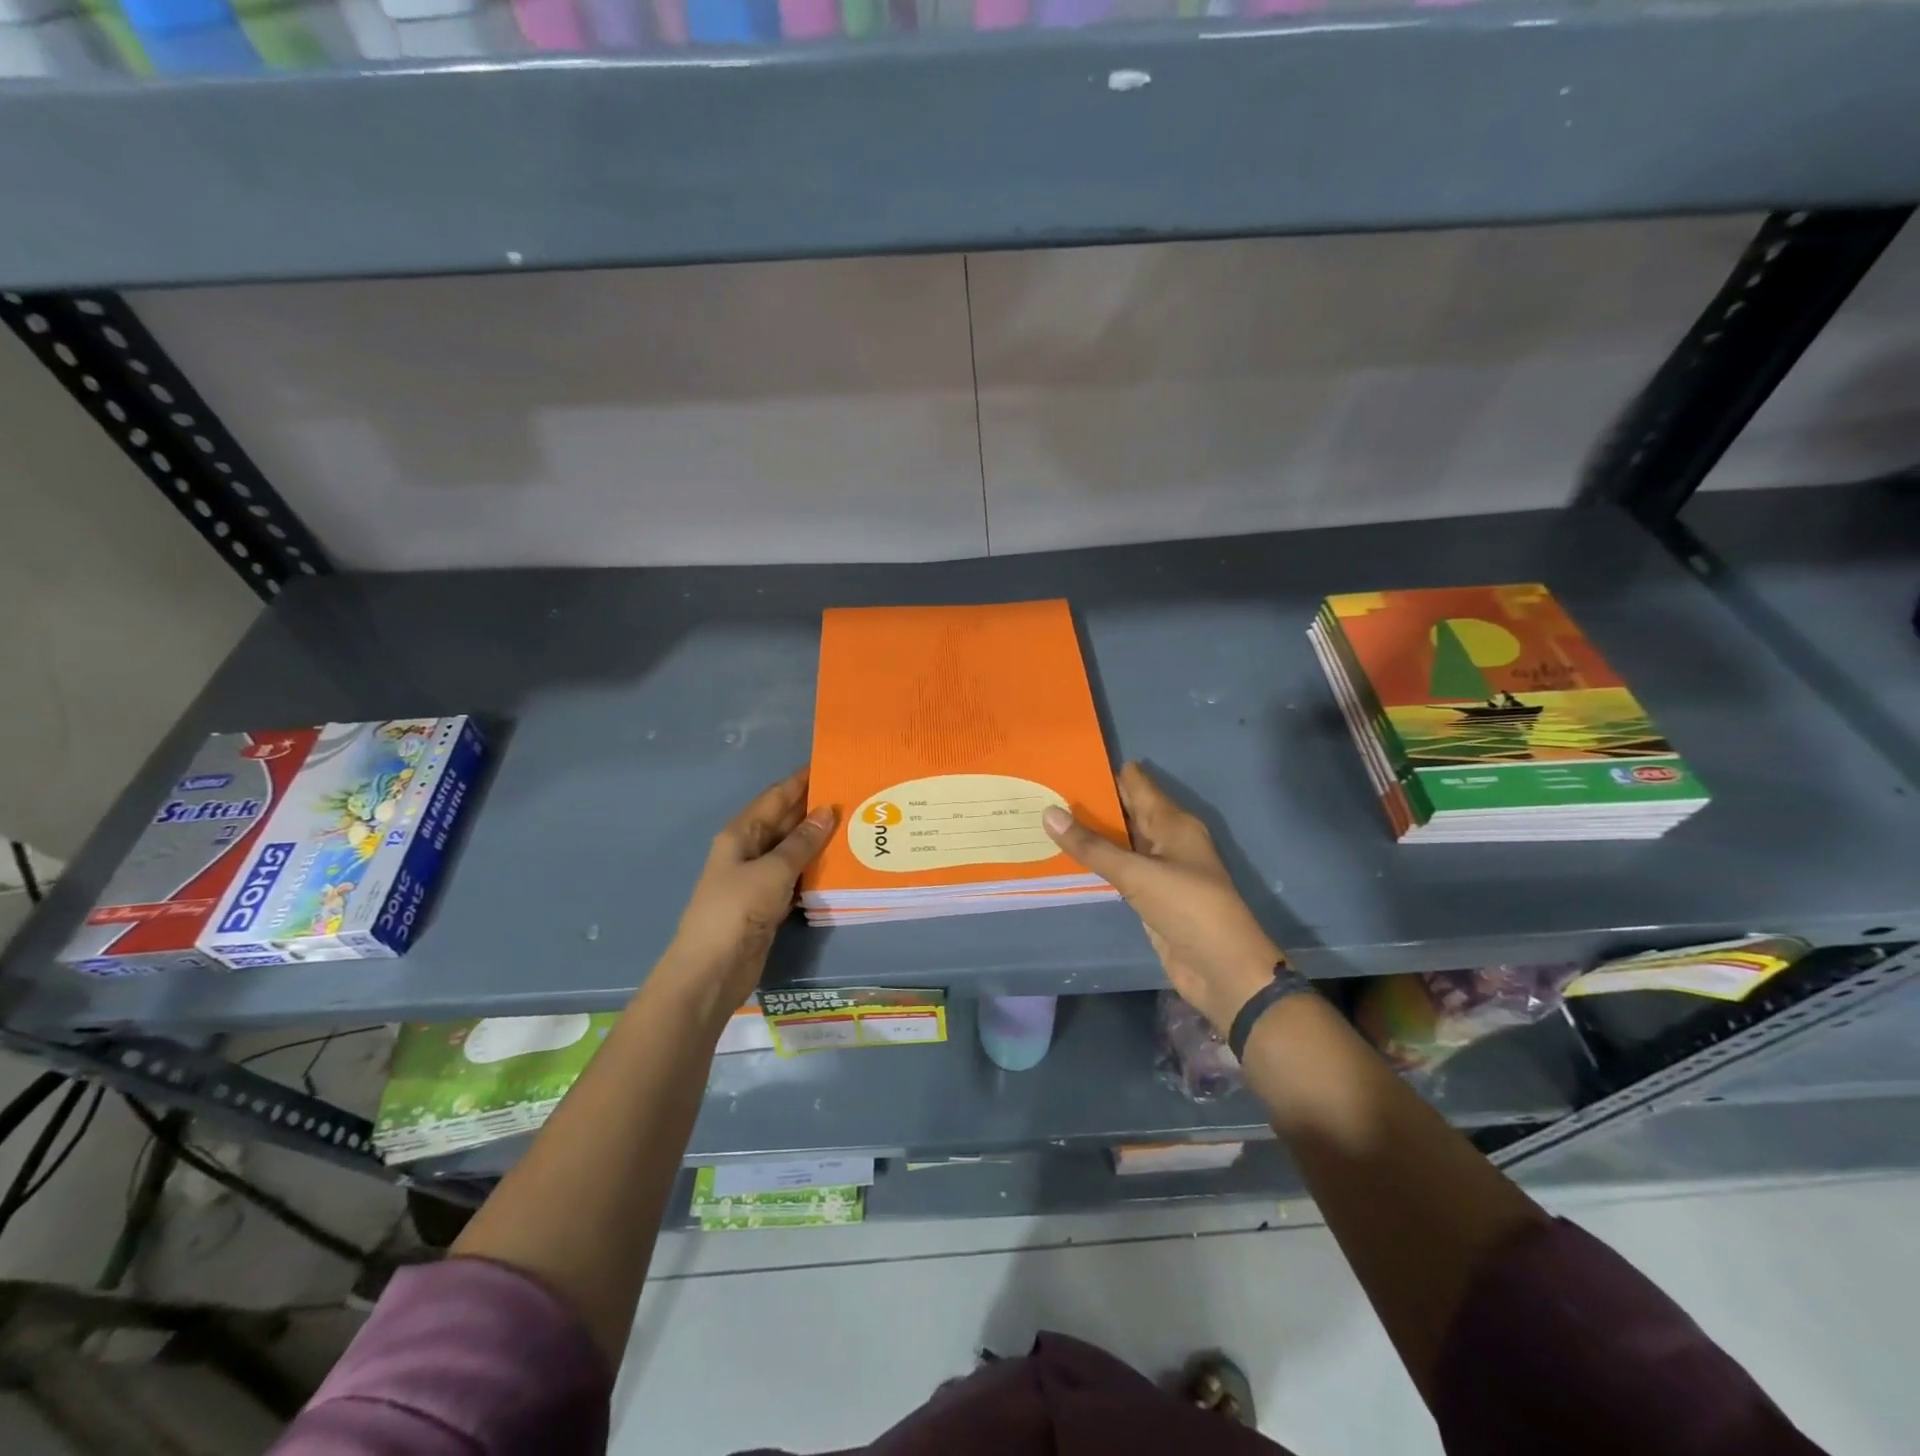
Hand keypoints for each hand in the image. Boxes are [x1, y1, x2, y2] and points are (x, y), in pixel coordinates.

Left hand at [663, 768, 835, 1017]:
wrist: (713, 969)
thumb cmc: (738, 909)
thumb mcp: (773, 870)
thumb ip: (802, 842)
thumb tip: (827, 810)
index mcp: (741, 833)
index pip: (776, 797)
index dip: (801, 781)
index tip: (831, 765)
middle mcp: (749, 850)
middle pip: (785, 821)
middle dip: (815, 809)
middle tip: (854, 796)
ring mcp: (758, 878)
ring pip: (793, 850)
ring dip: (819, 840)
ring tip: (856, 826)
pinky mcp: (769, 903)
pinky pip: (796, 876)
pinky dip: (815, 869)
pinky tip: (842, 864)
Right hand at [1043, 763, 1283, 1032]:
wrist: (1222, 969)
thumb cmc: (1187, 908)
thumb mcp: (1137, 873)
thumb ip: (1092, 846)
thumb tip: (1049, 812)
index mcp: (1174, 823)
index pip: (1137, 784)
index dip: (1106, 771)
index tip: (1067, 760)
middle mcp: (1168, 839)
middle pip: (1128, 810)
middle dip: (1093, 800)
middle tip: (1047, 787)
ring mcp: (1160, 869)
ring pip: (1122, 840)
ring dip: (1092, 831)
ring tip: (1049, 814)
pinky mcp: (1151, 896)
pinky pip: (1119, 869)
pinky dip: (1098, 861)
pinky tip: (1070, 855)